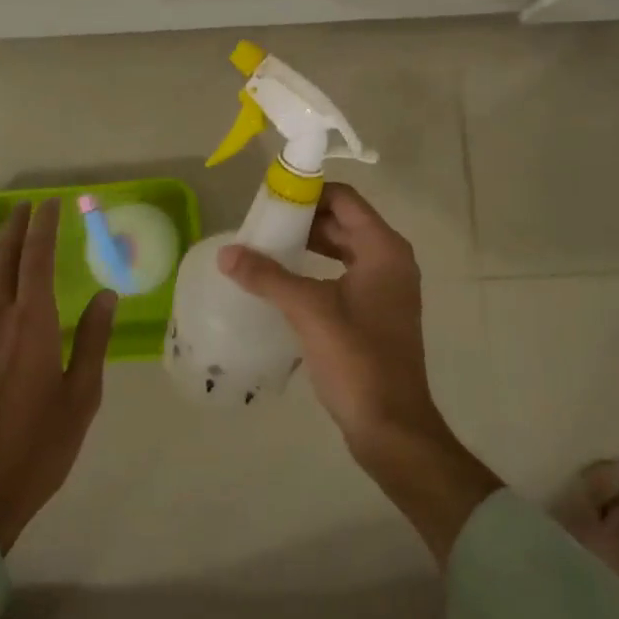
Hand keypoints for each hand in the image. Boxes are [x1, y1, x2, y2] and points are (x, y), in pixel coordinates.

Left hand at [0, 200, 115, 553]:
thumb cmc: (37, 447)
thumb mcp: (81, 397)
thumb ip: (92, 340)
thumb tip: (104, 295)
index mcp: (32, 325)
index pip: (37, 259)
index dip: (43, 227)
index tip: (50, 204)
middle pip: (4, 261)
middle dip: (15, 228)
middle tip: (26, 206)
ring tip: (8, 235)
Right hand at [219, 183, 501, 565]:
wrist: (392, 427)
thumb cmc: (357, 359)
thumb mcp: (309, 311)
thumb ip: (267, 277)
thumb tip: (226, 253)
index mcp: (383, 249)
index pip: (344, 199)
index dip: (308, 192)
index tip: (271, 198)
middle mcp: (390, 260)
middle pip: (343, 221)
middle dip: (303, 218)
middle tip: (261, 223)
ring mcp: (386, 288)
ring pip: (342, 248)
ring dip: (308, 243)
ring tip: (267, 247)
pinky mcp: (376, 312)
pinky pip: (344, 273)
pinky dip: (317, 268)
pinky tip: (286, 281)